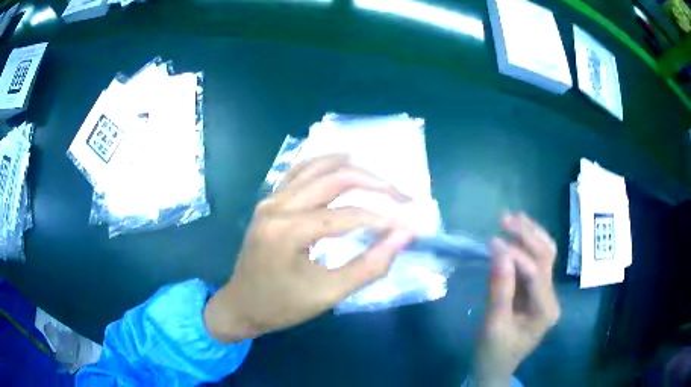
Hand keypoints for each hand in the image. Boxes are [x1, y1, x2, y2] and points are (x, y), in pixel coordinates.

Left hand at [204, 155, 414, 341]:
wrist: (241, 305)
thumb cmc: (283, 306)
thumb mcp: (328, 294)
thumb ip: (369, 265)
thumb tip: (404, 235)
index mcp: (288, 231)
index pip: (347, 215)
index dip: (383, 218)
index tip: (409, 223)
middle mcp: (277, 206)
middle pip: (334, 178)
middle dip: (374, 183)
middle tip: (402, 195)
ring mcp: (270, 199)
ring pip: (317, 166)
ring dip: (353, 168)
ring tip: (381, 179)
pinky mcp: (269, 201)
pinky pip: (299, 171)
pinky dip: (325, 165)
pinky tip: (343, 166)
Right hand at [473, 213, 560, 385]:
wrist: (495, 369)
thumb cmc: (493, 353)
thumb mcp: (493, 325)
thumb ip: (499, 289)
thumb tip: (498, 249)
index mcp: (546, 310)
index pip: (535, 273)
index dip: (515, 255)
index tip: (491, 241)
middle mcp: (551, 297)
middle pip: (546, 257)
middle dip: (527, 235)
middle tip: (504, 218)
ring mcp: (545, 293)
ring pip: (545, 255)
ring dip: (530, 234)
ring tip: (512, 217)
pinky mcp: (535, 291)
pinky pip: (534, 262)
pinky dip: (525, 245)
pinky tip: (515, 233)